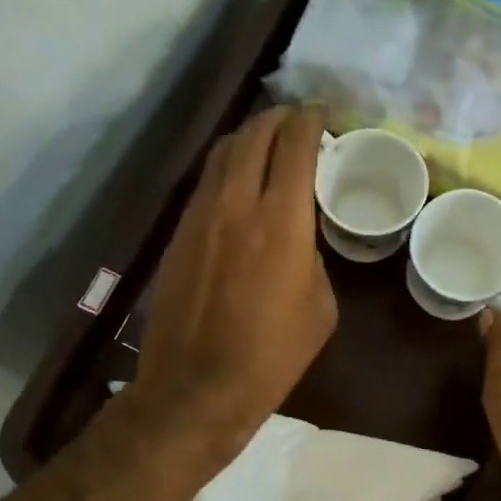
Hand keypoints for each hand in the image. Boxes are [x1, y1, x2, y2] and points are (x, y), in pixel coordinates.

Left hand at [135, 104, 336, 460]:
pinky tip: (239, 180)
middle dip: (279, 118)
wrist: (197, 387)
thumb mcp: (320, 307)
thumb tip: (299, 238)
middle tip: (298, 121)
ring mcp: (200, 215)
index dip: (311, 120)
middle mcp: (237, 203)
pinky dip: (227, 167)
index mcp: (282, 221)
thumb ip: (313, 257)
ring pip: (222, 152)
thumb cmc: (272, 355)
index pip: (295, 145)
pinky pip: (205, 181)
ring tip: (268, 141)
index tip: (323, 114)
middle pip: (254, 135)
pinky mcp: (177, 233)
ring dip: (249, 137)